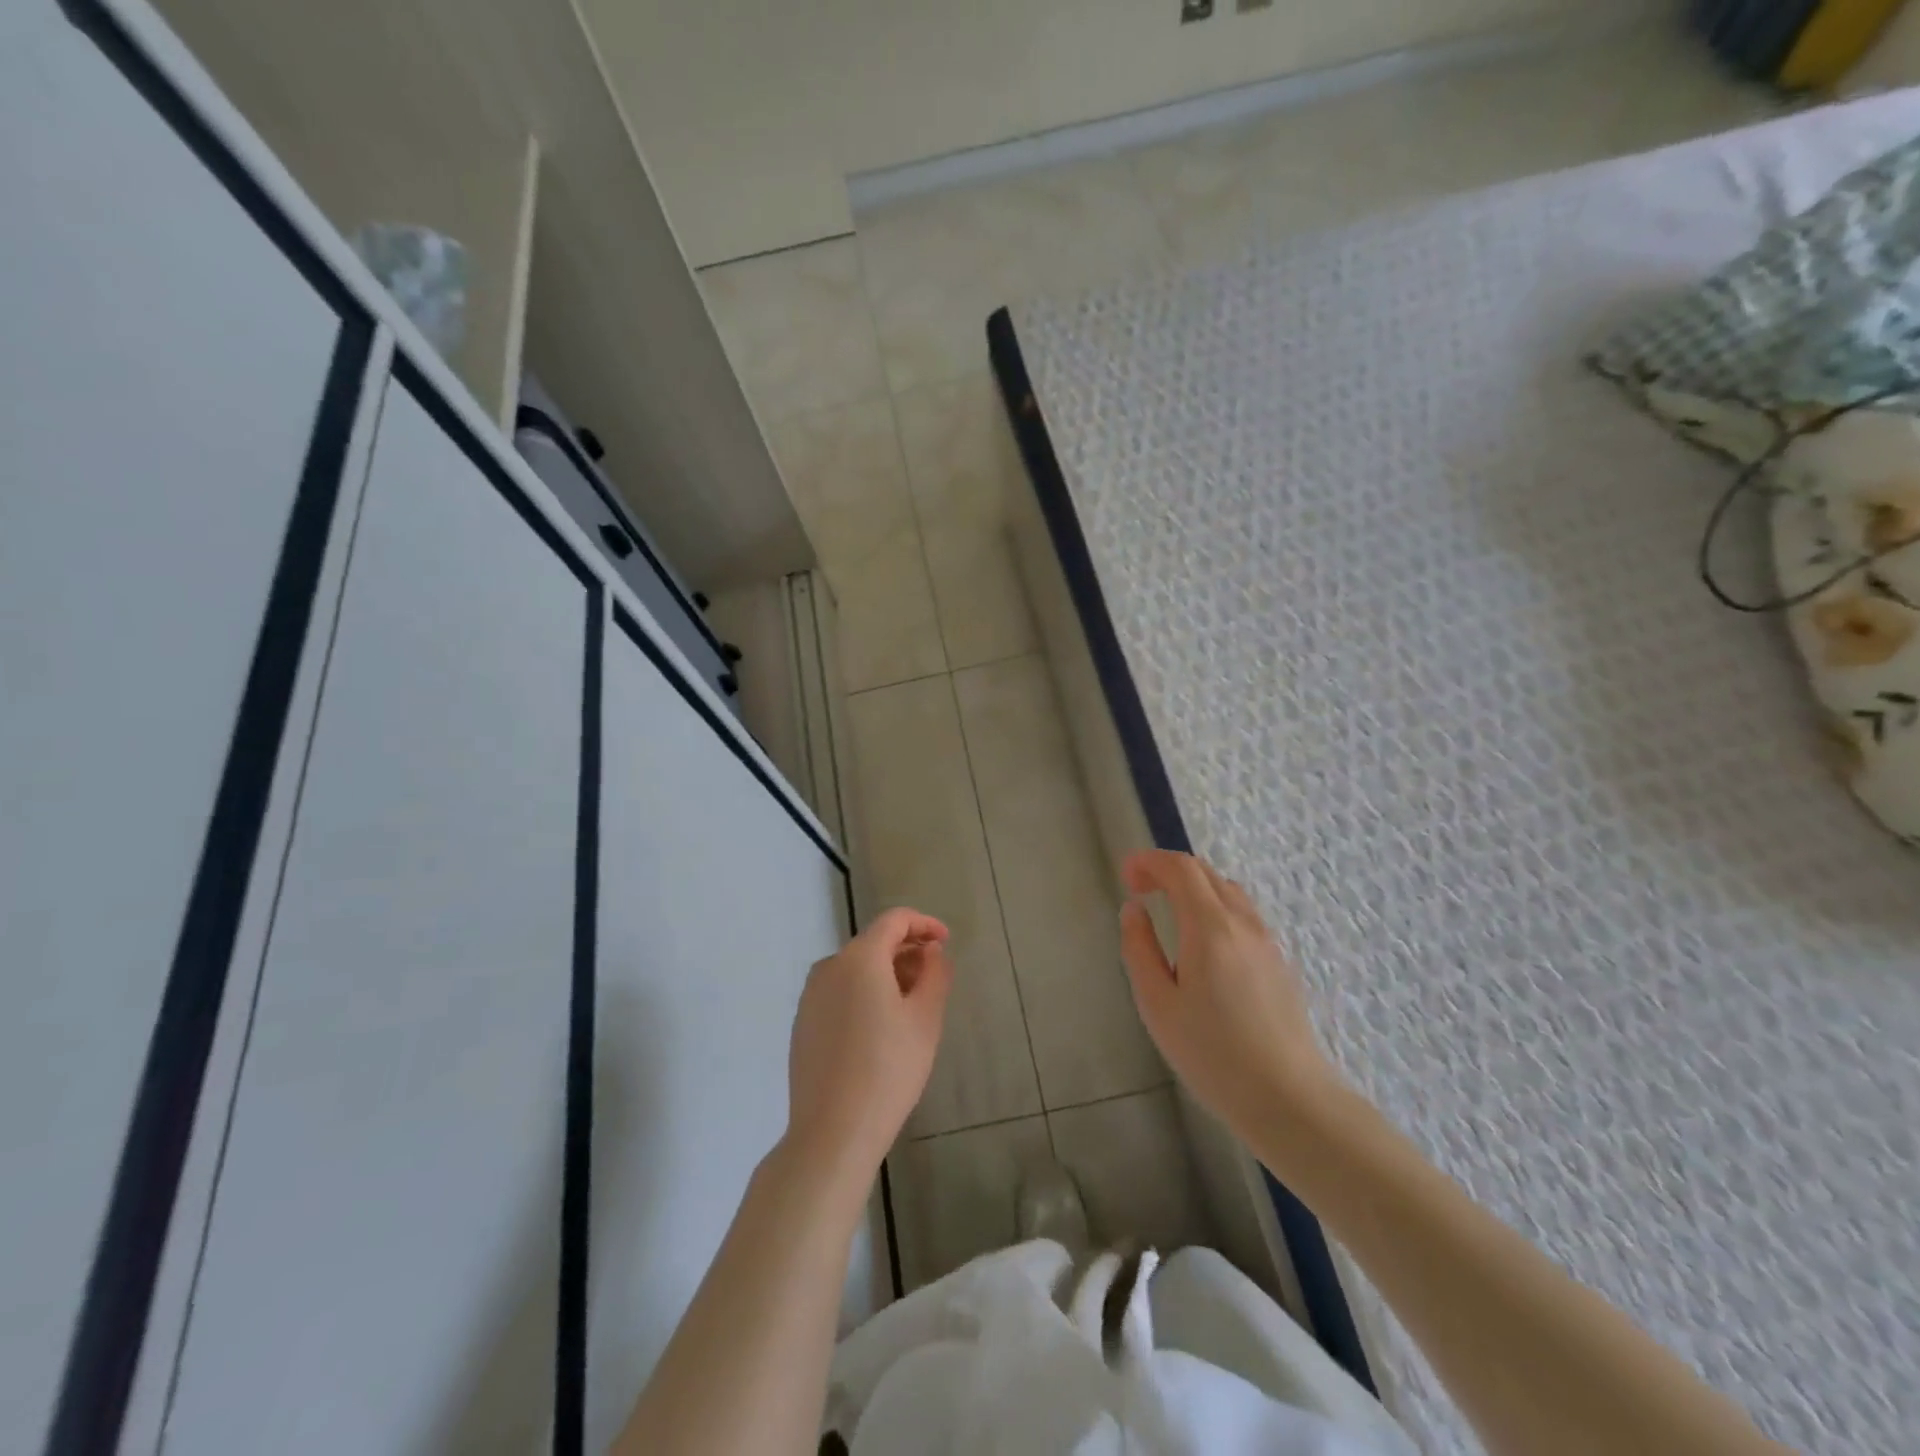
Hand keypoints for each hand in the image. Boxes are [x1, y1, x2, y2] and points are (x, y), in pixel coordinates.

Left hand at [785, 907, 952, 1184]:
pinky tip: (881, 1029)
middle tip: (934, 978)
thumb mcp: (925, 1019)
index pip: (894, 920)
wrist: (833, 1132)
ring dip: (886, 975)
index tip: (946, 942)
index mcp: (859, 958)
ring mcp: (810, 996)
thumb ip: (935, 974)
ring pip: (856, 969)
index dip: (924, 924)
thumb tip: (931, 952)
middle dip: (907, 952)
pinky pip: (840, 993)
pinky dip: (864, 995)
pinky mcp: (803, 1024)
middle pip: (873, 943)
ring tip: (912, 1005)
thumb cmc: (888, 1069)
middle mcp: (829, 967)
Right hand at [1119, 850, 1341, 1138]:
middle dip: (1168, 870)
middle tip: (1139, 889)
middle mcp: (1243, 923)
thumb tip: (1134, 910)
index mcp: (1211, 928)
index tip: (1126, 876)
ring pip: (1228, 891)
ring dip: (1194, 886)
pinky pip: (1243, 914)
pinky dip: (1214, 906)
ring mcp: (1267, 941)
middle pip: (1206, 873)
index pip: (1181, 869)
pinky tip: (1203, 941)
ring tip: (1168, 910)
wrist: (1289, 1099)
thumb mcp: (1158, 1004)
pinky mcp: (1279, 962)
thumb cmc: (1213, 1054)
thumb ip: (1140, 949)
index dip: (1149, 862)